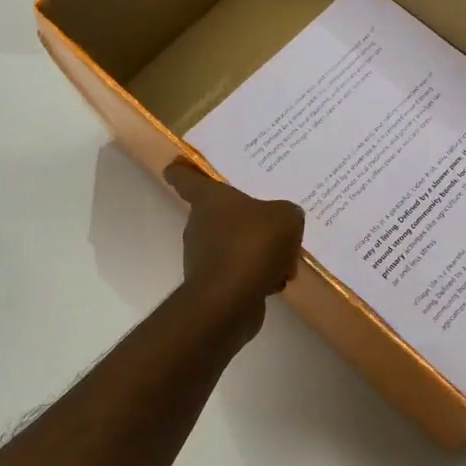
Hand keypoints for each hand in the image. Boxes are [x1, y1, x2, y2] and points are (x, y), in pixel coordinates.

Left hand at [164, 162, 305, 304]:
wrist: (230, 301)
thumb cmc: (252, 245)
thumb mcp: (285, 217)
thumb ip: (286, 212)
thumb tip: (283, 220)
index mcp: (209, 199)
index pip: (185, 177)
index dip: (182, 169)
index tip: (178, 164)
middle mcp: (200, 224)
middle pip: (222, 214)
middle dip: (248, 219)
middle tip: (275, 221)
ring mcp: (203, 256)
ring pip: (236, 245)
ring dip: (259, 252)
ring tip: (285, 260)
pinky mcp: (213, 284)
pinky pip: (240, 272)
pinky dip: (257, 276)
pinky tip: (276, 281)